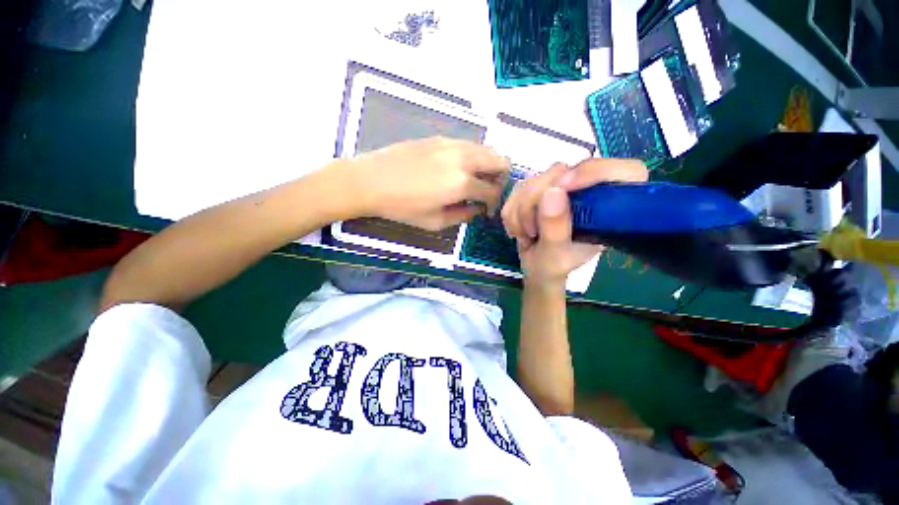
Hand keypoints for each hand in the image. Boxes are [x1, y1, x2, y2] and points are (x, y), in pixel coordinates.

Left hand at [346, 137, 509, 230]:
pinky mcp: (440, 138)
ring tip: (474, 180)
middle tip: (487, 191)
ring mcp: (452, 144)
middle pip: (500, 161)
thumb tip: (477, 209)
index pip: (493, 191)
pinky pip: (468, 145)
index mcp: (461, 183)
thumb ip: (463, 215)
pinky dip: (473, 157)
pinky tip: (458, 169)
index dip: (494, 203)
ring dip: (488, 165)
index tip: (485, 211)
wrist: (371, 181)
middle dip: (500, 179)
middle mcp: (462, 159)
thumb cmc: (402, 207)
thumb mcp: (435, 222)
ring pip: (486, 149)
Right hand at [501, 158, 647, 287]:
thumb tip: (553, 192)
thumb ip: (556, 229)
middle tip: (531, 230)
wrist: (535, 267)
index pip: (623, 172)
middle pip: (562, 172)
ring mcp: (561, 187)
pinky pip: (518, 189)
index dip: (594, 172)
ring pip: (534, 179)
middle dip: (535, 201)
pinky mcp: (539, 188)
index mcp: (611, 208)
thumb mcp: (556, 257)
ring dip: (520, 210)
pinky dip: (512, 211)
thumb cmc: (552, 267)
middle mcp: (588, 190)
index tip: (562, 189)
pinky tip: (519, 228)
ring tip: (526, 234)